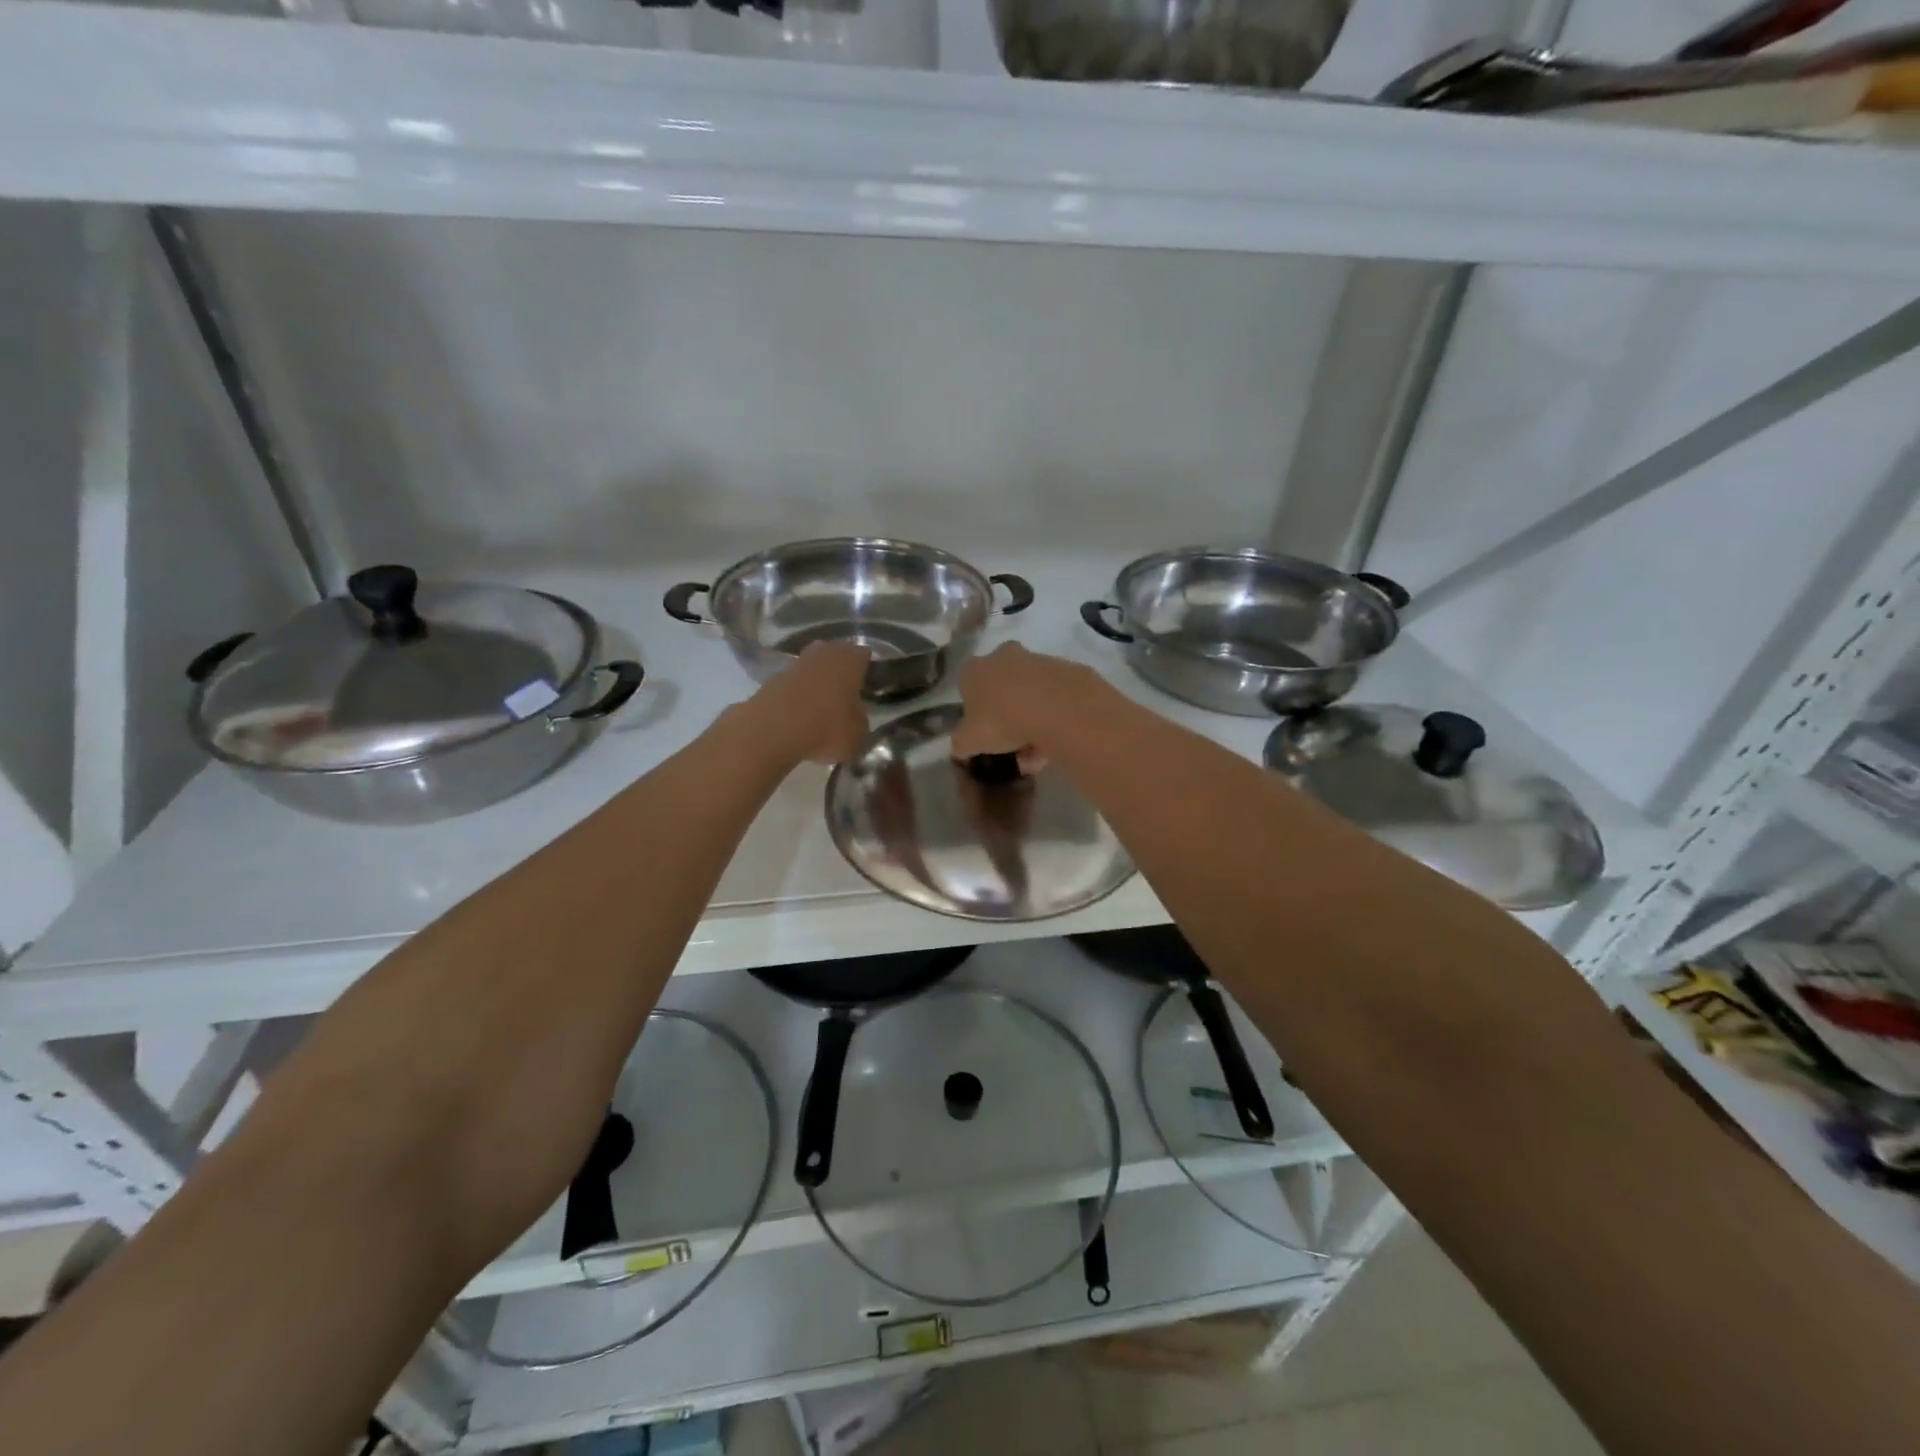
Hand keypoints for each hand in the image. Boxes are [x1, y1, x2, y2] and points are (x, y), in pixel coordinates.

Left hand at [752, 641, 872, 764]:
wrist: (772, 731)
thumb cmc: (825, 728)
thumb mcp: (857, 735)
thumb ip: (861, 721)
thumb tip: (856, 716)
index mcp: (850, 660)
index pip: (864, 654)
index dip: (868, 668)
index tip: (870, 683)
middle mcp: (824, 653)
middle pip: (837, 654)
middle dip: (842, 669)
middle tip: (847, 690)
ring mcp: (796, 662)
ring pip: (814, 665)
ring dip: (818, 679)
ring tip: (823, 702)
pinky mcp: (773, 677)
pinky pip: (794, 681)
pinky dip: (798, 692)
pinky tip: (800, 711)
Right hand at [950, 643, 1100, 772]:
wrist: (1059, 708)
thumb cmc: (1003, 721)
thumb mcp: (969, 741)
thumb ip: (960, 744)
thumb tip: (960, 747)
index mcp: (974, 669)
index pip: (966, 687)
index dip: (973, 713)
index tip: (984, 734)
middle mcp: (1003, 656)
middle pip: (1001, 689)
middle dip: (1005, 717)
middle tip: (1012, 746)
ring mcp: (1037, 660)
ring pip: (1029, 695)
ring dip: (1030, 722)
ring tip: (1037, 756)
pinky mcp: (1065, 669)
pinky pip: (1053, 698)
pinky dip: (1052, 718)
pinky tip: (1055, 744)